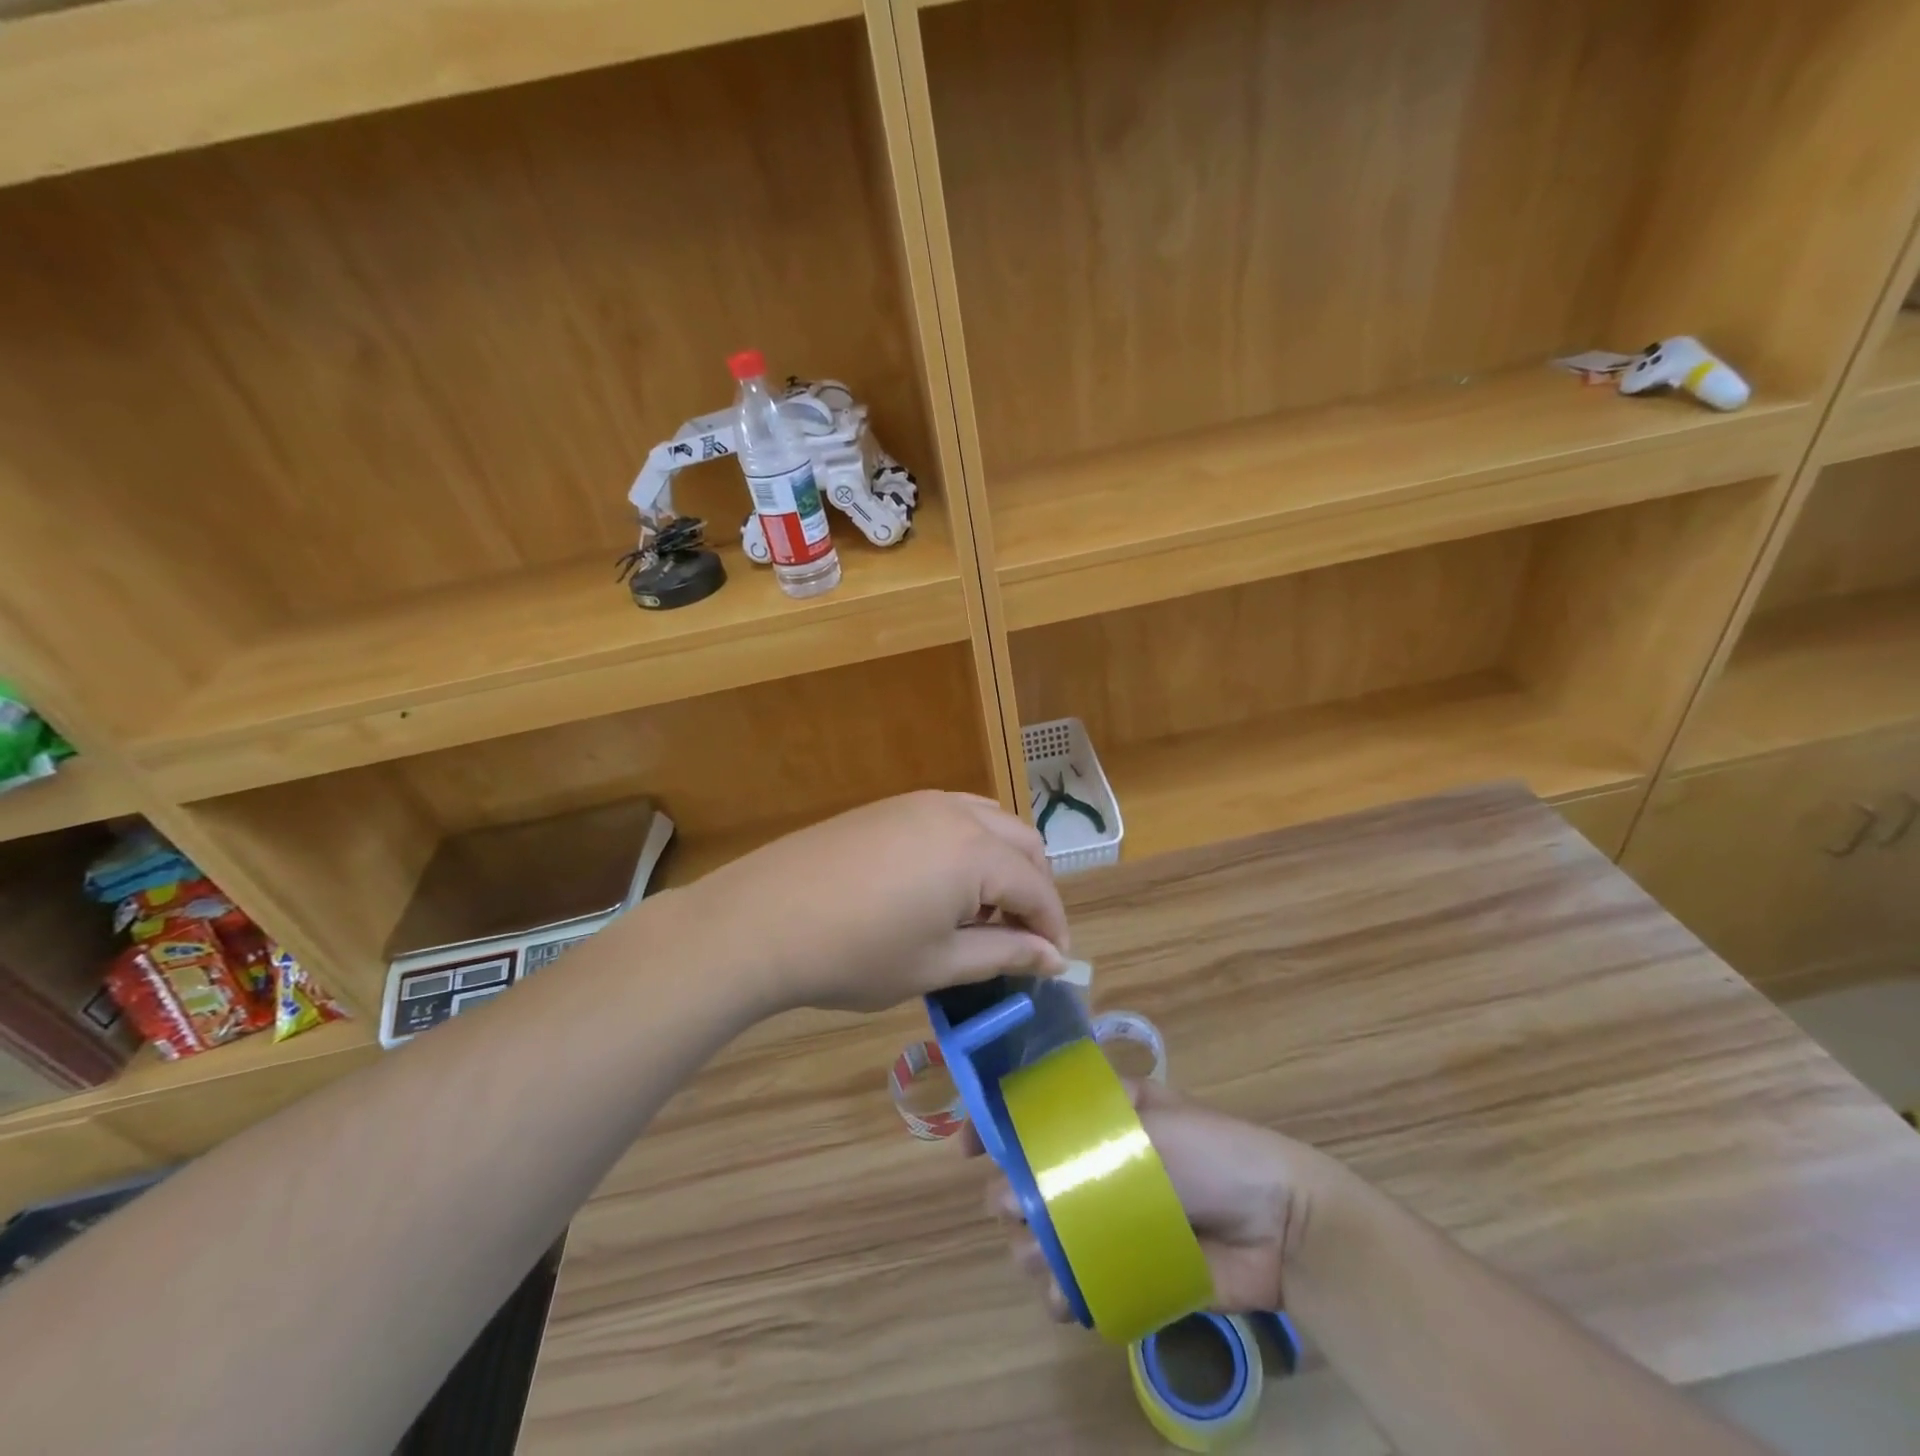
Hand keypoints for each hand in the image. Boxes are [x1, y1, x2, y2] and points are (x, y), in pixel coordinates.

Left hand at [683, 791, 1069, 1014]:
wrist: (763, 919)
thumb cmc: (857, 953)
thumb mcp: (938, 964)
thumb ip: (1004, 954)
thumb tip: (1053, 958)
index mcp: (976, 852)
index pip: (1038, 888)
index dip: (1052, 928)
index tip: (1054, 964)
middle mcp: (957, 814)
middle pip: (1022, 844)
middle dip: (1034, 890)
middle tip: (1020, 938)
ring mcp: (919, 803)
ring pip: (989, 822)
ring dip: (1002, 863)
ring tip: (982, 912)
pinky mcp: (889, 805)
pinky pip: (952, 816)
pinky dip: (968, 846)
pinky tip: (942, 884)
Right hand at [983, 1079, 1319, 1314]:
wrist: (1280, 1226)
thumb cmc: (1213, 1153)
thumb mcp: (1151, 1120)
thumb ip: (1086, 1143)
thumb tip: (1024, 1170)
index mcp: (1100, 1119)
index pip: (1031, 1115)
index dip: (994, 1127)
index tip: (968, 1147)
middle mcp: (1096, 1166)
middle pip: (1029, 1180)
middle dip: (1009, 1198)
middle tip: (1016, 1212)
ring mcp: (1109, 1219)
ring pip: (1045, 1235)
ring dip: (1031, 1250)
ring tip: (1045, 1262)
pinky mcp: (1125, 1268)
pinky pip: (1077, 1282)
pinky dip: (1061, 1292)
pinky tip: (1065, 1297)